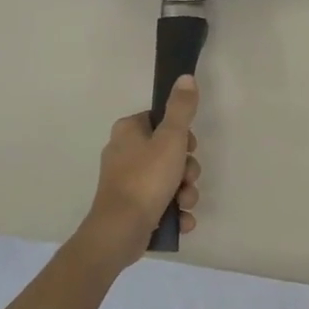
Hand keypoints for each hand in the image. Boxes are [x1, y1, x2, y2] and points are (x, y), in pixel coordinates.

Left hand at [74, 76, 201, 273]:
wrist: (120, 231)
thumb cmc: (145, 179)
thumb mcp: (170, 138)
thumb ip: (181, 108)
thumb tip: (185, 77)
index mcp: (128, 132)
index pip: (161, 121)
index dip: (181, 135)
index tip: (188, 148)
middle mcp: (124, 153)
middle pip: (168, 152)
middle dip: (187, 170)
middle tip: (187, 178)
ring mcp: (127, 183)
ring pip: (168, 180)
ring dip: (185, 192)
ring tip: (184, 203)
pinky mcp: (131, 208)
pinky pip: (161, 203)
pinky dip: (174, 211)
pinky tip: (181, 220)